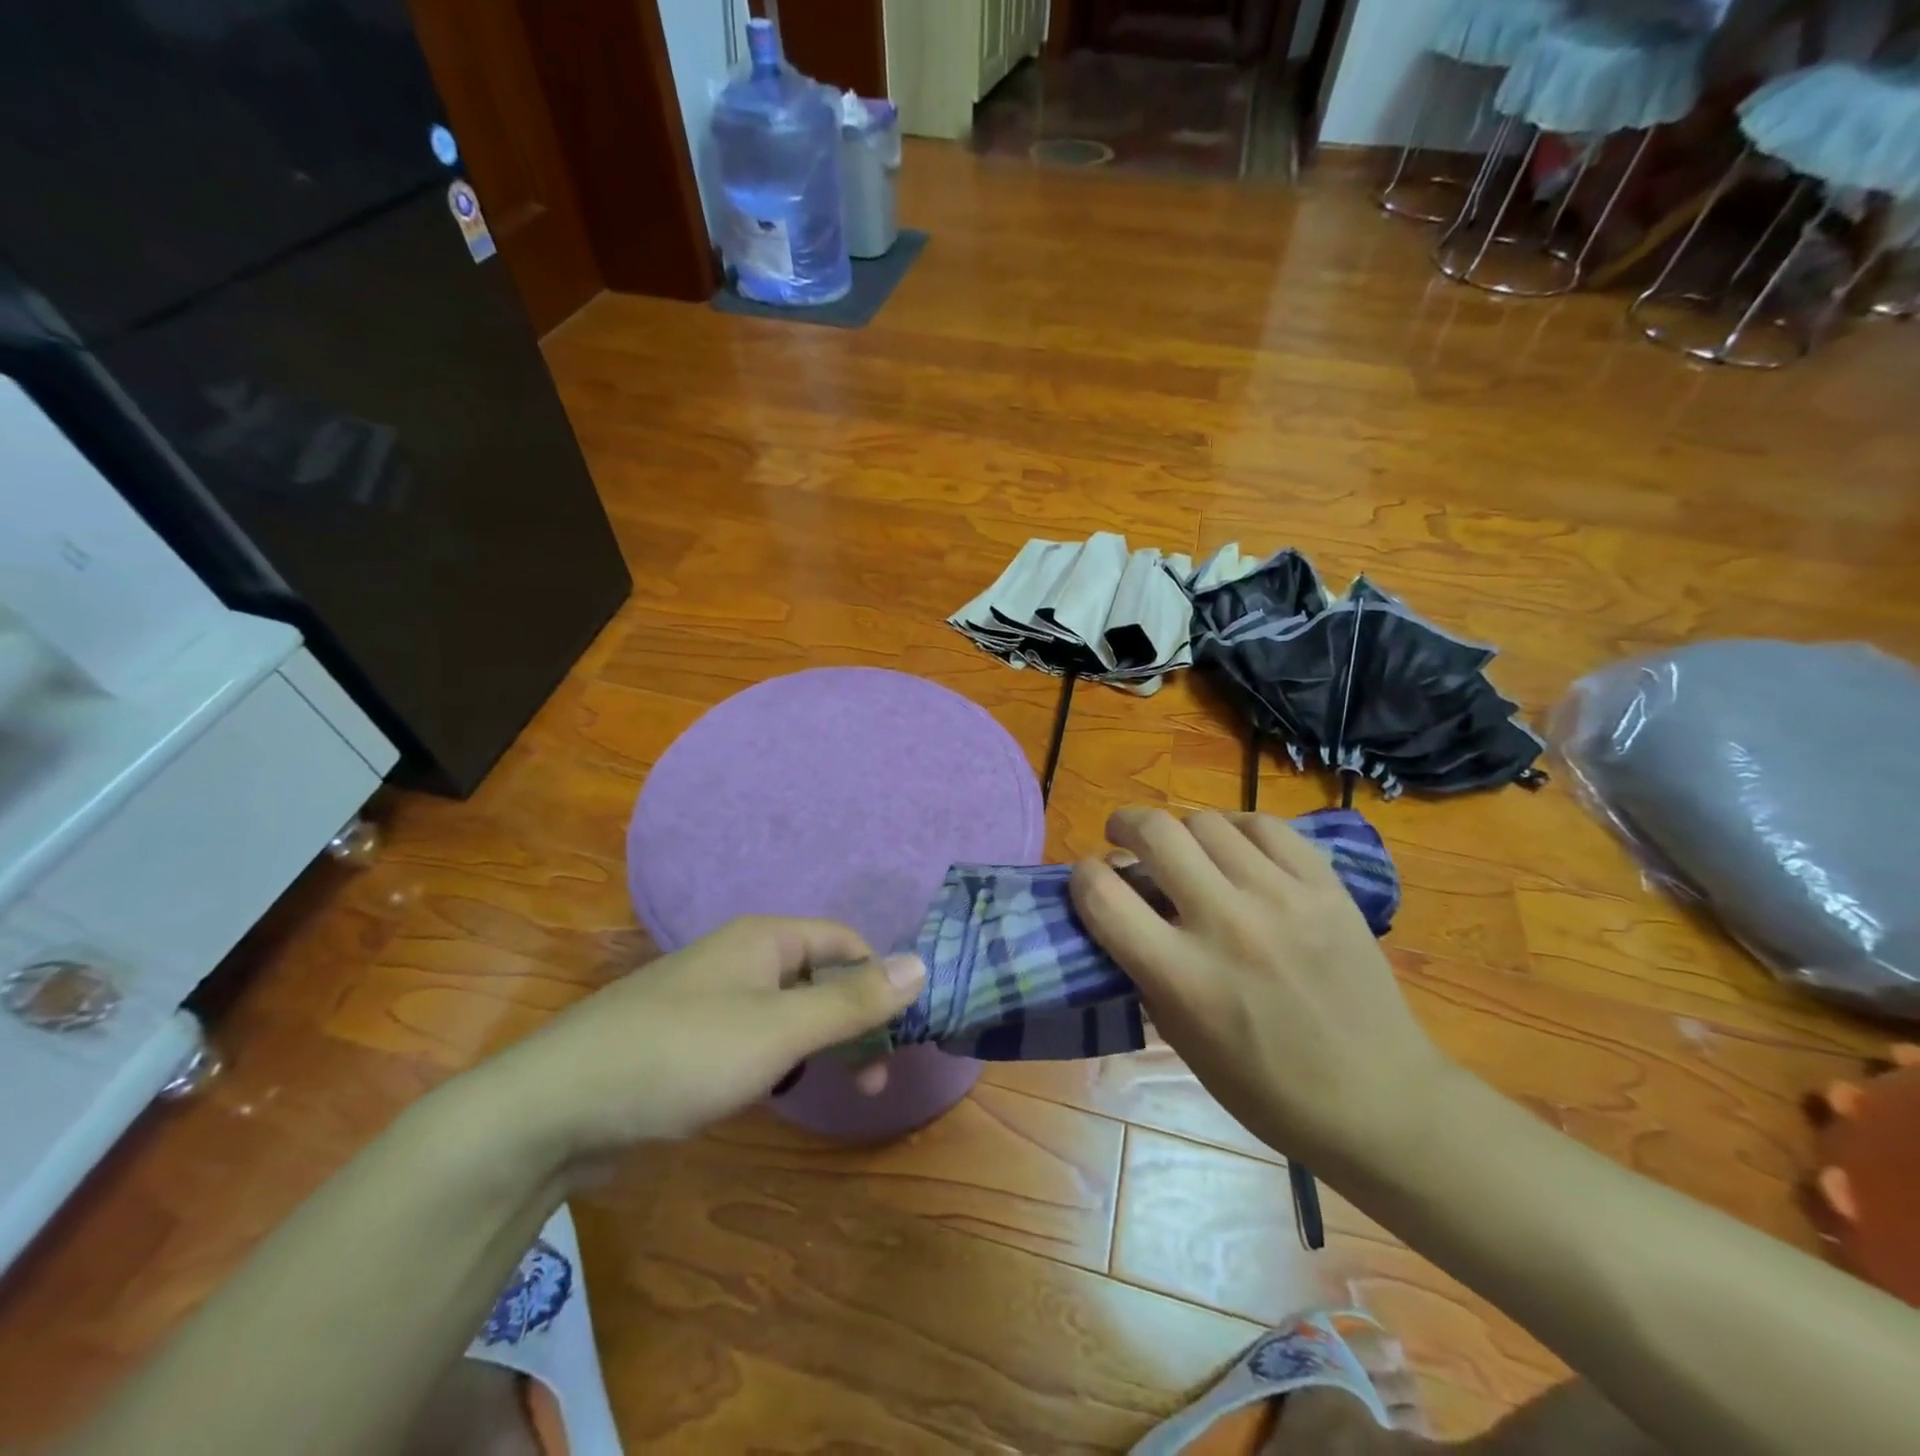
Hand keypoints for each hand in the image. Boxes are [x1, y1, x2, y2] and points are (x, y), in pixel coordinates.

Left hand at [473, 916, 925, 1162]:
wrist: (555, 1108)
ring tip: (835, 1088)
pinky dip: (779, 1059)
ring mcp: (711, 999)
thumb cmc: (682, 1055)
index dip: (879, 979)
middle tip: (874, 1078)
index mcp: (766, 939)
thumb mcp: (780, 1030)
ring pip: (787, 1011)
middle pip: (819, 976)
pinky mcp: (688, 1040)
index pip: (845, 942)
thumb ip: (852, 1000)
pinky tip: (776, 1091)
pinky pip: (754, 1038)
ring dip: (819, 1044)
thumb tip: (922, 963)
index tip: (901, 1034)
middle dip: (853, 1021)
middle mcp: (741, 958)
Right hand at [1071, 808, 1454, 1173]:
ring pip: (1207, 821)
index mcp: (1183, 978)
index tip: (1090, 878)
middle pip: (1154, 833)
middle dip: (1125, 826)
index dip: (1082, 875)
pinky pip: (1264, 826)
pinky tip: (1235, 849)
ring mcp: (1282, 898)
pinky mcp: (1325, 886)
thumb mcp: (1183, 1040)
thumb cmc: (1267, 1089)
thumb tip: (1125, 906)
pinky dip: (1236, 830)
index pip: (1102, 896)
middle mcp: (1227, 925)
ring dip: (1181, 831)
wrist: (1380, 1100)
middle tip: (1124, 838)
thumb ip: (1145, 968)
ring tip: (1186, 850)